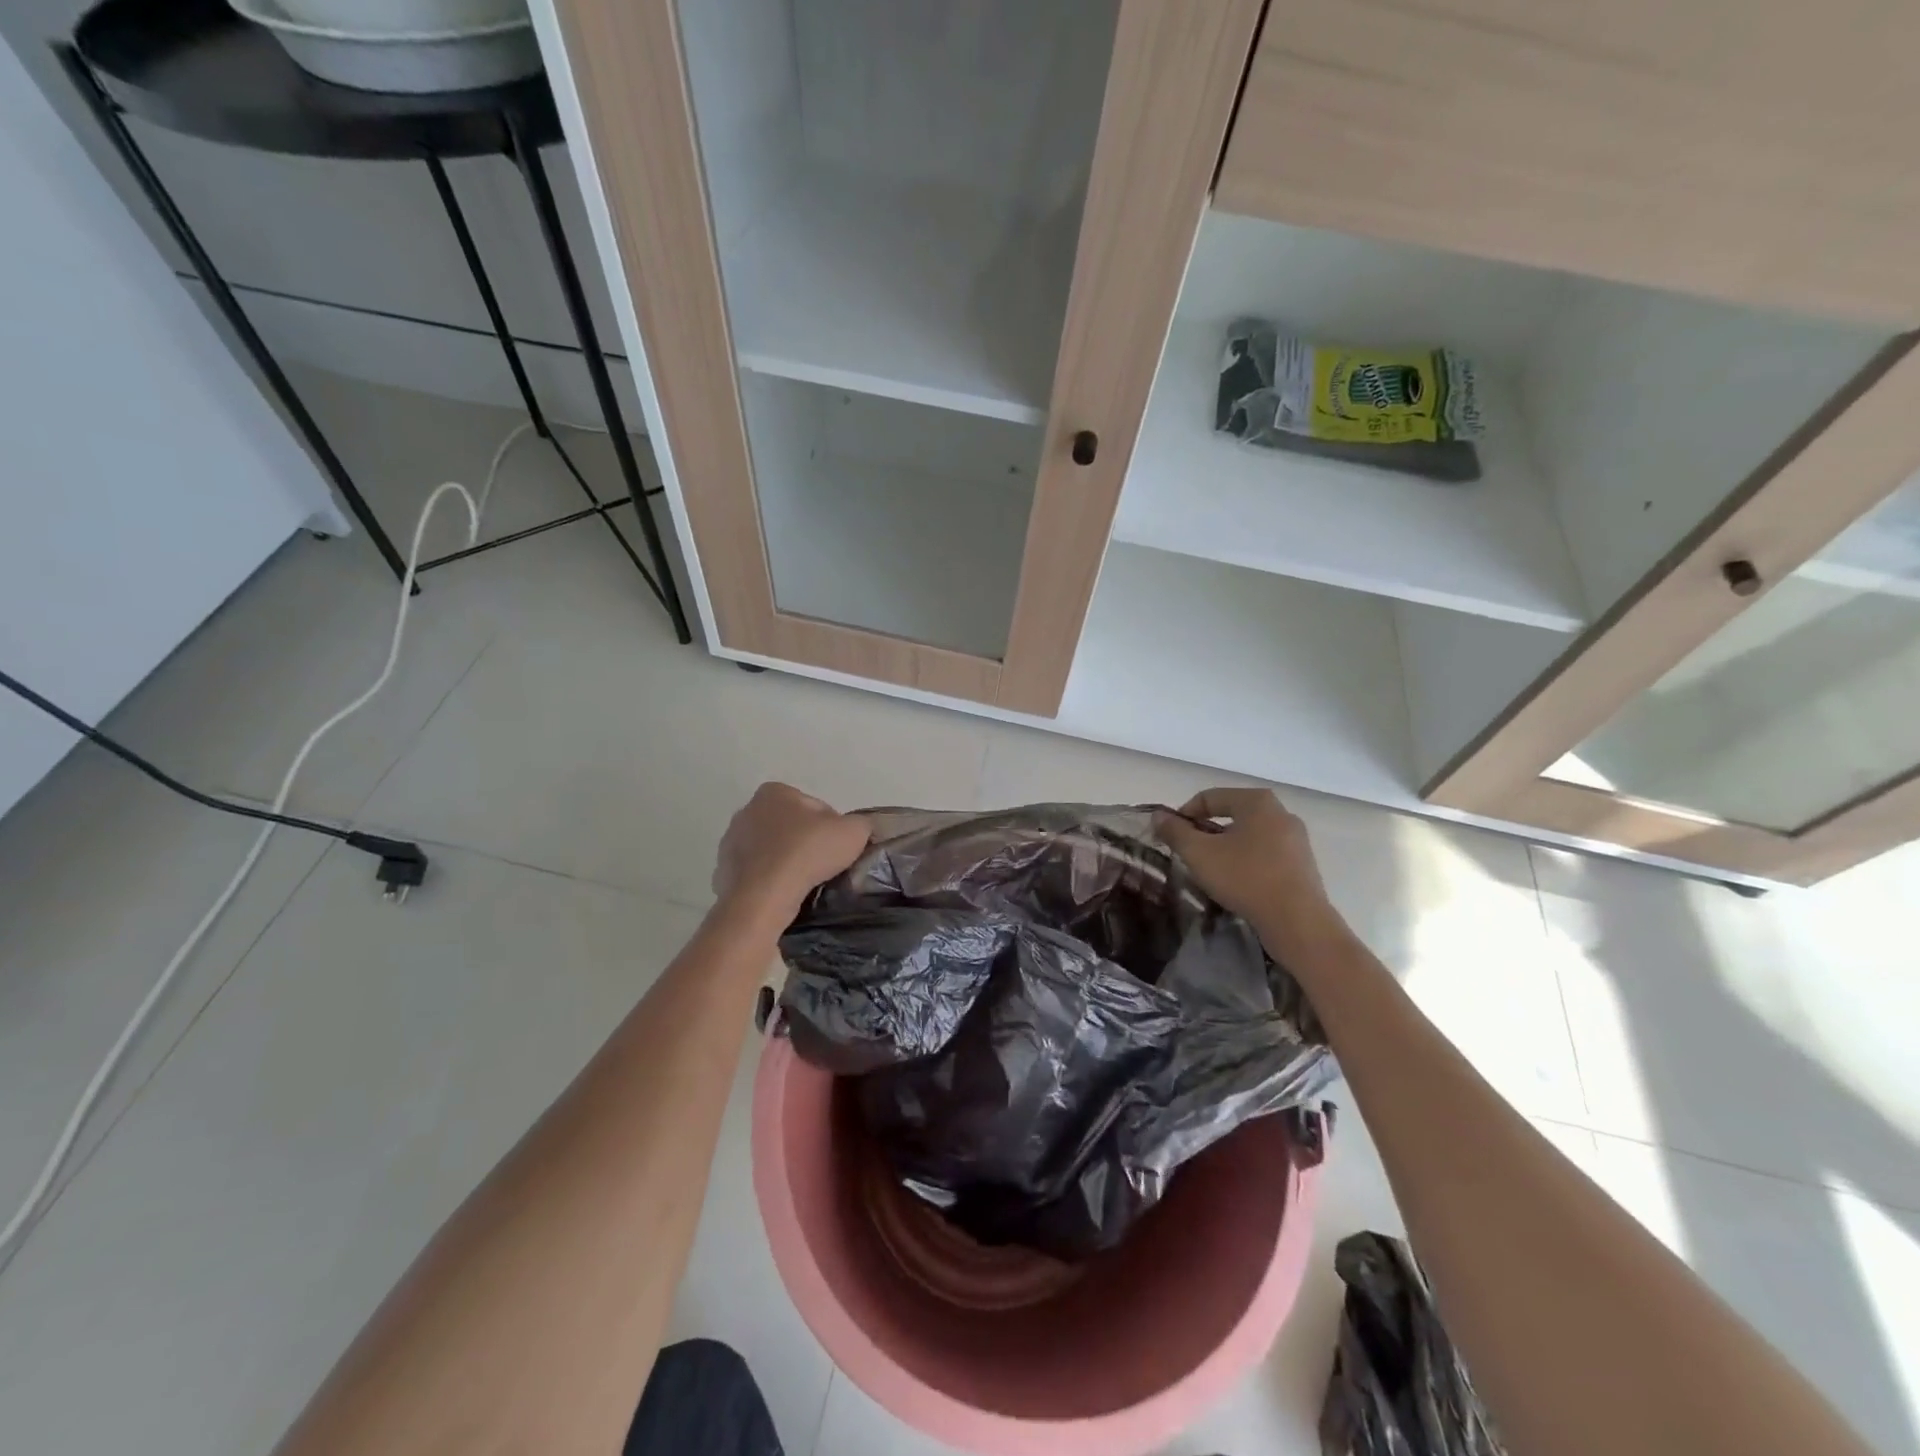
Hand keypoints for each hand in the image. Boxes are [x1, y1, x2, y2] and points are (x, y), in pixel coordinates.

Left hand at [713, 782, 869, 920]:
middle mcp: (747, 810)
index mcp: (774, 792)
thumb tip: (856, 830)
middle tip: (824, 864)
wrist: (764, 896)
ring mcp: (730, 842)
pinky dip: (768, 880)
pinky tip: (783, 893)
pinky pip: (755, 873)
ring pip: (770, 850)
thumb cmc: (808, 853)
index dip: (831, 827)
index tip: (838, 847)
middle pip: (789, 826)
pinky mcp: (723, 872)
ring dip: (785, 861)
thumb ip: (860, 824)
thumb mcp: (853, 832)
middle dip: (804, 841)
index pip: (814, 807)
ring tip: (804, 882)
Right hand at [1155, 788, 1341, 951]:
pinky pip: (1266, 854)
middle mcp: (1281, 812)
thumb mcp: (1199, 854)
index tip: (1170, 837)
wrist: (1297, 922)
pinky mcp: (1304, 864)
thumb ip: (1175, 831)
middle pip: (1231, 815)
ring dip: (1226, 848)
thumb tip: (1159, 816)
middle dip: (1206, 832)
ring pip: (1249, 836)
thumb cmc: (1245, 878)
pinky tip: (1237, 883)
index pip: (1210, 797)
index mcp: (1257, 801)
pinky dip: (1247, 862)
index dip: (1184, 814)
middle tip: (1189, 854)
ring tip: (1211, 871)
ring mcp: (1296, 839)